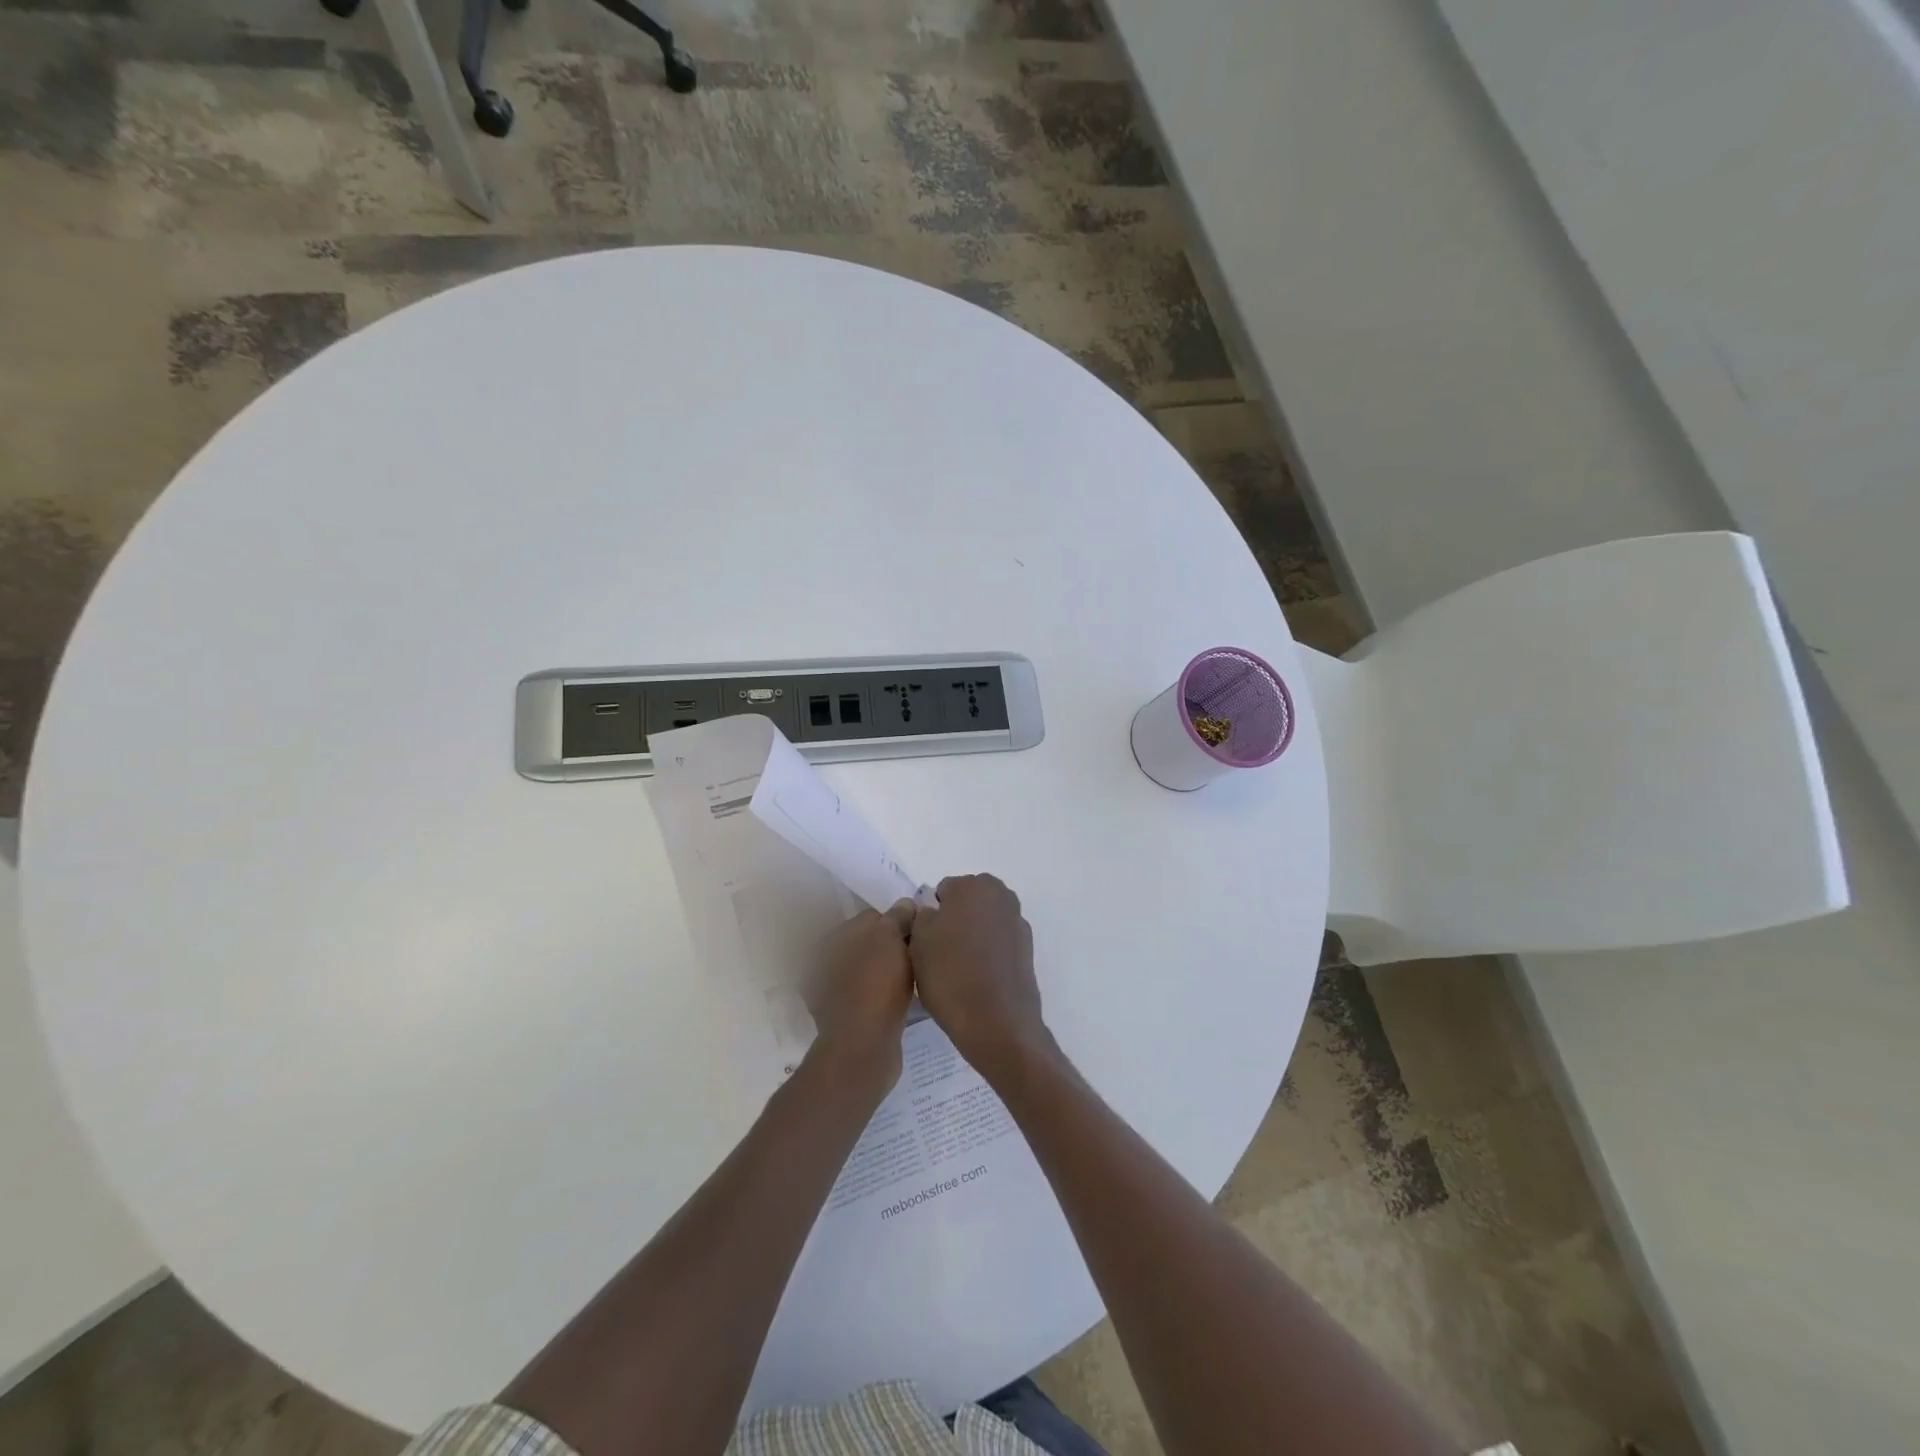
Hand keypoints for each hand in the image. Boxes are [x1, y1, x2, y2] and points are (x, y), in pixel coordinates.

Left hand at [804, 900, 916, 1090]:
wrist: (863, 1048)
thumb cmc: (876, 985)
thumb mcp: (890, 940)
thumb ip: (897, 917)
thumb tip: (905, 904)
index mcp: (834, 938)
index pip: (873, 917)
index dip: (898, 921)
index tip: (920, 933)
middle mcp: (827, 961)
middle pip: (870, 943)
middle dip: (893, 946)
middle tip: (920, 955)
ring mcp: (833, 992)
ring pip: (871, 969)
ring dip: (889, 971)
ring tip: (915, 977)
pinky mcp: (846, 1017)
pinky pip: (872, 995)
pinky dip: (885, 994)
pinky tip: (903, 999)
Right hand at [908, 874, 1049, 1085]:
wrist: (998, 1024)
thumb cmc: (951, 976)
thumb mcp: (918, 941)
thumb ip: (921, 915)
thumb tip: (932, 912)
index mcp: (973, 885)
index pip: (941, 892)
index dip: (930, 917)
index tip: (925, 942)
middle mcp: (1000, 895)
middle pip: (965, 903)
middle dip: (953, 922)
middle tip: (939, 955)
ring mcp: (1017, 922)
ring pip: (982, 923)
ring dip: (971, 937)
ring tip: (958, 970)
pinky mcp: (1027, 948)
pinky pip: (998, 943)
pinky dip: (988, 954)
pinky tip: (979, 979)